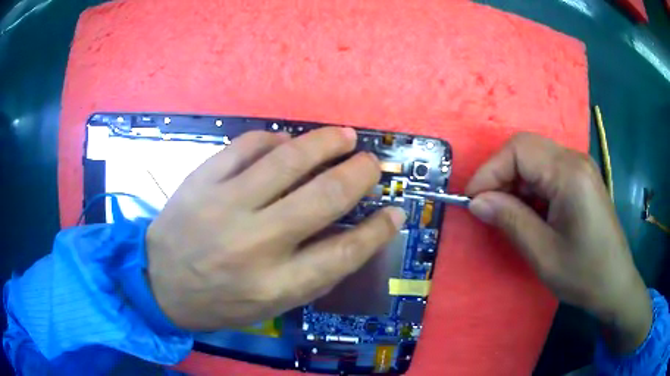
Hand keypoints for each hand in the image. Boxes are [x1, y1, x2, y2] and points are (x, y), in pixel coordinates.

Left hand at [146, 128, 405, 330]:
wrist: (158, 283)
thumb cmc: (219, 301)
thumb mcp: (271, 305)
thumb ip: (312, 273)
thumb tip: (352, 232)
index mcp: (276, 285)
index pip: (343, 253)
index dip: (377, 231)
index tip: (394, 211)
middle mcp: (255, 244)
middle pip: (324, 198)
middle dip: (358, 175)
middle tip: (371, 163)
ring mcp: (224, 206)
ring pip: (288, 161)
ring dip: (324, 143)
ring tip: (344, 136)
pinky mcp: (201, 180)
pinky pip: (246, 146)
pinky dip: (273, 138)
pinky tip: (285, 141)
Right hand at [465, 133, 651, 353]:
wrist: (615, 284)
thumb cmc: (583, 274)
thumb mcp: (543, 253)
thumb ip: (510, 221)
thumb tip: (476, 202)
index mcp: (570, 173)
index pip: (518, 150)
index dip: (489, 171)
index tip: (472, 201)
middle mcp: (575, 159)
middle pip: (525, 149)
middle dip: (500, 174)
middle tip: (487, 208)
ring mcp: (579, 167)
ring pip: (534, 159)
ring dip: (514, 182)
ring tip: (506, 214)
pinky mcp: (580, 179)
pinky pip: (546, 171)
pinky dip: (529, 188)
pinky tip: (528, 213)